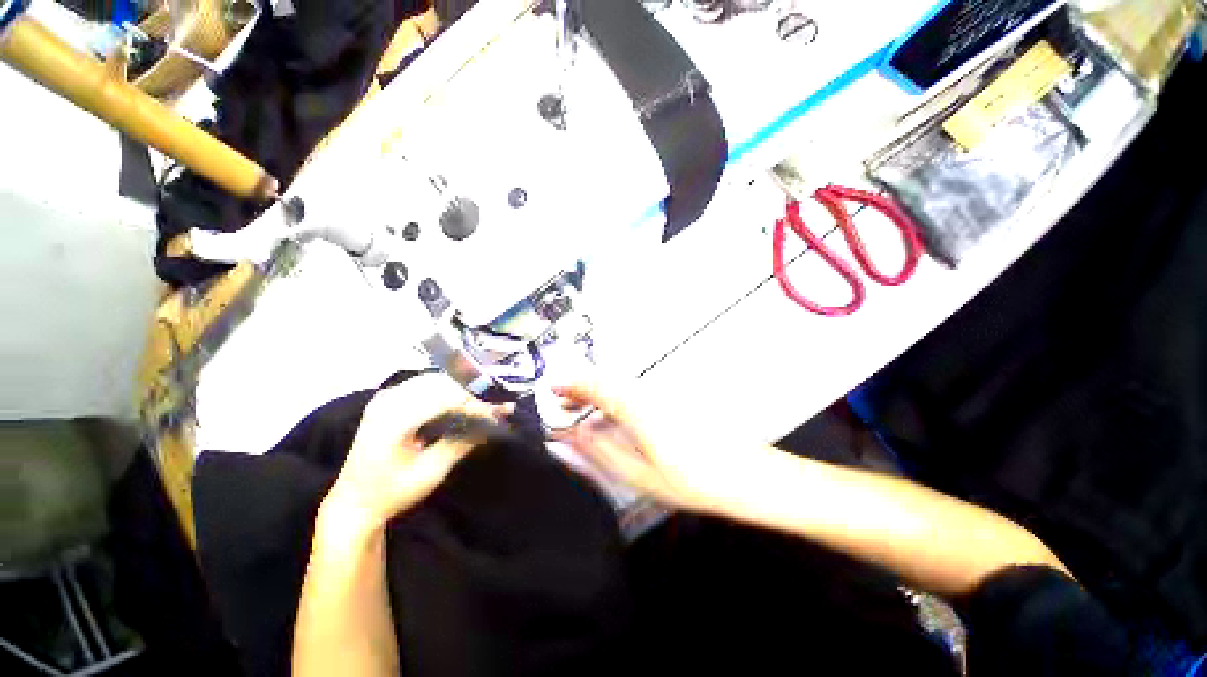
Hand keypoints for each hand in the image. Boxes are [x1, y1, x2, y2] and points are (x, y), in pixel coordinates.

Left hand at [321, 374, 494, 533]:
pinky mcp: (388, 398)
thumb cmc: (392, 492)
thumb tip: (494, 422)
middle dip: (472, 393)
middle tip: (496, 407)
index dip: (476, 404)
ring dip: (461, 389)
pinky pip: (425, 384)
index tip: (499, 413)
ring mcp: (385, 396)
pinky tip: (461, 401)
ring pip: (435, 379)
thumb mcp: (431, 472)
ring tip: (482, 404)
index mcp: (393, 420)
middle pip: (441, 383)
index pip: (445, 398)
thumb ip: (462, 442)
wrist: (355, 501)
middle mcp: (388, 401)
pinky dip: (447, 390)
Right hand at [549, 381, 749, 513]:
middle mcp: (648, 392)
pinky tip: (612, 418)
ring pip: (620, 385)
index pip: (596, 385)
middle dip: (581, 388)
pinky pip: (634, 392)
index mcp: (638, 408)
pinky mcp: (671, 399)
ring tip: (582, 411)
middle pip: (607, 380)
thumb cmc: (695, 480)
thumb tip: (574, 436)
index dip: (571, 383)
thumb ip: (602, 453)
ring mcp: (662, 393)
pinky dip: (615, 400)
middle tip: (563, 403)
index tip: (552, 387)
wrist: (747, 475)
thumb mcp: (640, 476)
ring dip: (597, 393)